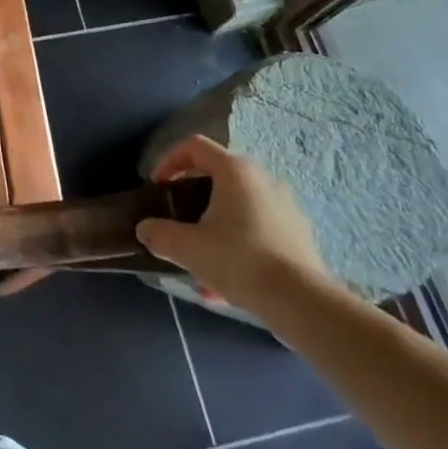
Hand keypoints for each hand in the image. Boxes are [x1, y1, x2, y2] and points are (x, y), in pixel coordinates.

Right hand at [136, 134, 330, 319]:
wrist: (301, 302)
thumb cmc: (239, 260)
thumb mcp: (188, 248)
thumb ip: (160, 234)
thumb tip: (145, 230)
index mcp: (235, 170)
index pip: (194, 146)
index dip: (169, 161)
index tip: (158, 187)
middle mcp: (263, 179)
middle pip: (217, 177)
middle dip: (192, 201)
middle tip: (178, 223)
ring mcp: (285, 206)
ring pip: (237, 209)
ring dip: (214, 229)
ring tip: (200, 265)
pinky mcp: (298, 234)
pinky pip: (257, 231)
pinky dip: (238, 247)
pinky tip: (227, 284)